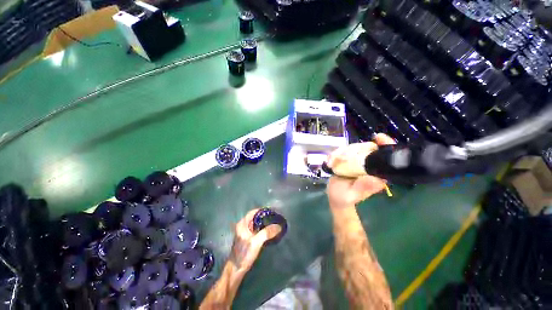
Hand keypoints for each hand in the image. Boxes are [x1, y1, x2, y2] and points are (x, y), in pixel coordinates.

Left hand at [228, 209, 281, 271]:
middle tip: (275, 218)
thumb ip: (267, 232)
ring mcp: (245, 232)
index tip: (273, 211)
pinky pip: (257, 229)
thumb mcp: (256, 242)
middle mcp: (243, 226)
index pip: (254, 212)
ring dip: (265, 223)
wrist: (236, 269)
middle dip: (265, 217)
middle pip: (256, 217)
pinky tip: (269, 232)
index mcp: (243, 223)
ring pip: (257, 223)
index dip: (263, 210)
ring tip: (274, 224)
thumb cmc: (244, 254)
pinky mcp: (248, 238)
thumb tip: (279, 226)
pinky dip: (263, 229)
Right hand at [326, 133, 395, 207]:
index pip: (386, 157)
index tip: (379, 137)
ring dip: (342, 152)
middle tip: (341, 156)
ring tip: (332, 161)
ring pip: (355, 148)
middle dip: (355, 149)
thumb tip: (378, 179)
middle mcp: (370, 166)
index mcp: (377, 174)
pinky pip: (345, 151)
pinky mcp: (350, 161)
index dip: (386, 145)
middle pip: (368, 148)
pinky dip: (337, 153)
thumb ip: (362, 188)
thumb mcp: (352, 195)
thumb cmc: (344, 198)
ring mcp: (359, 162)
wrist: (335, 196)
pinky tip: (331, 160)